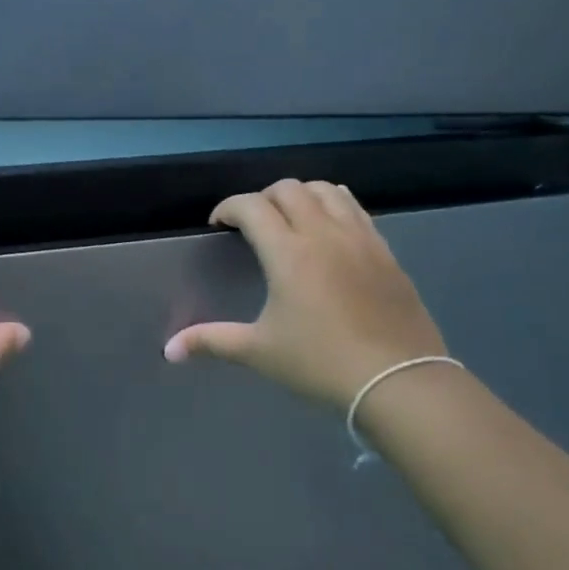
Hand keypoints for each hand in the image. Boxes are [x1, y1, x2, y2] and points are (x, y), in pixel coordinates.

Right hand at [163, 179, 446, 409]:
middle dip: (262, 198)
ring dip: (300, 195)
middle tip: (251, 225)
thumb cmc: (320, 364)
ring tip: (289, 219)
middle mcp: (324, 234)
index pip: (252, 206)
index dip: (228, 208)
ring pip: (326, 190)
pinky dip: (333, 206)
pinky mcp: (385, 251)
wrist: (399, 381)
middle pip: (289, 189)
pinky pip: (355, 208)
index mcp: (289, 253)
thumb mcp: (260, 351)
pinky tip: (328, 231)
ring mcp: (360, 238)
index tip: (218, 225)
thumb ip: (211, 341)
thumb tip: (169, 350)